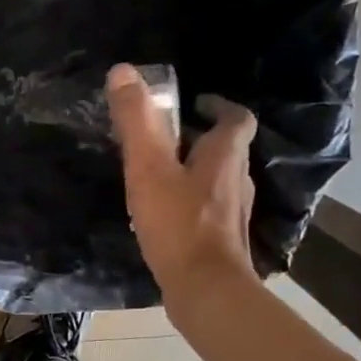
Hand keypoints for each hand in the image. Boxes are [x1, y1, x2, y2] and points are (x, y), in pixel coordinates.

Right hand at [107, 63, 257, 298]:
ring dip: (195, 170)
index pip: (235, 118)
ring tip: (161, 173)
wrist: (205, 289)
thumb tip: (122, 71)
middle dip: (199, 138)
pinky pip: (208, 209)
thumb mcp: (148, 167)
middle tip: (165, 137)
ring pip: (217, 180)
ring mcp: (233, 213)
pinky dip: (191, 201)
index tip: (195, 102)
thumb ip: (136, 121)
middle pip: (226, 149)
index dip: (218, 105)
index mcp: (225, 156)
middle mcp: (238, 180)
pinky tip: (164, 214)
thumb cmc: (178, 223)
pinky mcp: (222, 240)